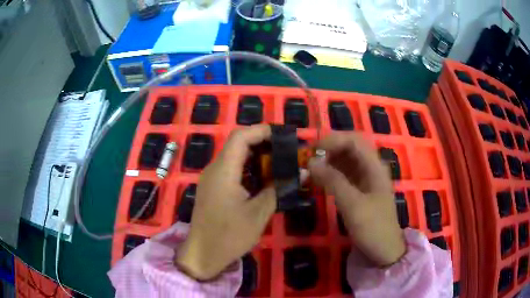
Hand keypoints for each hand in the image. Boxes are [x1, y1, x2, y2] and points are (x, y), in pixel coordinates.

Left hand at [175, 125, 275, 279]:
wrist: (204, 254)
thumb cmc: (230, 236)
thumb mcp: (259, 213)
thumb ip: (280, 189)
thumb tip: (302, 173)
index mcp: (223, 171)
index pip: (240, 137)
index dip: (262, 131)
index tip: (284, 135)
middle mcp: (214, 169)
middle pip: (237, 143)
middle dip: (262, 142)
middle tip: (286, 149)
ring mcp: (212, 178)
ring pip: (234, 156)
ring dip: (256, 155)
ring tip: (279, 161)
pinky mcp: (213, 188)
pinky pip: (231, 169)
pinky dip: (248, 168)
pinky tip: (263, 178)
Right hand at [308, 133, 405, 266]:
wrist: (383, 251)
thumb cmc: (373, 228)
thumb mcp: (352, 204)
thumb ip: (332, 181)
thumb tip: (311, 162)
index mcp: (374, 167)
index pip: (354, 141)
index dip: (333, 139)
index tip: (312, 148)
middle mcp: (371, 168)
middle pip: (349, 148)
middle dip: (328, 149)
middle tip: (308, 158)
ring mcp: (365, 179)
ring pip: (345, 161)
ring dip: (327, 161)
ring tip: (309, 169)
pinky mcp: (359, 190)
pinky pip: (343, 175)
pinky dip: (330, 174)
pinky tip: (318, 179)